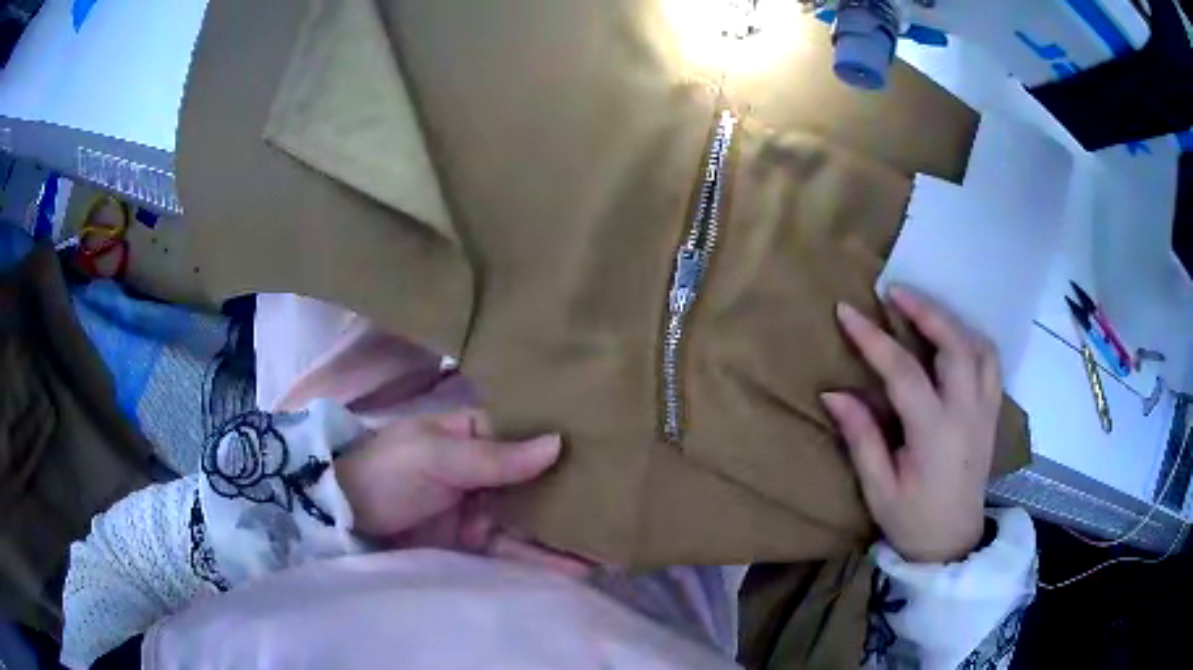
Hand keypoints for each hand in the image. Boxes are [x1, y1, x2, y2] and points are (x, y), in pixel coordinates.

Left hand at [336, 410, 590, 575]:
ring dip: (566, 531)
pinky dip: (544, 559)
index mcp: (473, 435)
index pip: (526, 434)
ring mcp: (482, 509)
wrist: (345, 516)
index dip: (564, 441)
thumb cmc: (388, 471)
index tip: (609, 447)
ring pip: (532, 518)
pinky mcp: (476, 543)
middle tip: (623, 499)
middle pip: (537, 479)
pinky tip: (579, 567)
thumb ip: (495, 457)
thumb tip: (557, 443)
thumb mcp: (436, 456)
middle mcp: (485, 471)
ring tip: (611, 542)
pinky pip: (516, 549)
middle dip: (574, 490)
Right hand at [820, 286, 1000, 562]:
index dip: (873, 339)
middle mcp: (966, 413)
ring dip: (951, 321)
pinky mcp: (992, 414)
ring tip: (924, 311)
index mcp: (934, 433)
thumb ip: (861, 437)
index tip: (847, 312)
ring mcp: (985, 411)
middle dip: (925, 311)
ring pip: (979, 347)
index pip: (903, 372)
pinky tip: (955, 339)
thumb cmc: (912, 520)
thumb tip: (833, 394)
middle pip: (955, 344)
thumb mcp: (879, 488)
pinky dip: (973, 340)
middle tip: (895, 292)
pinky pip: (991, 363)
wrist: (953, 543)